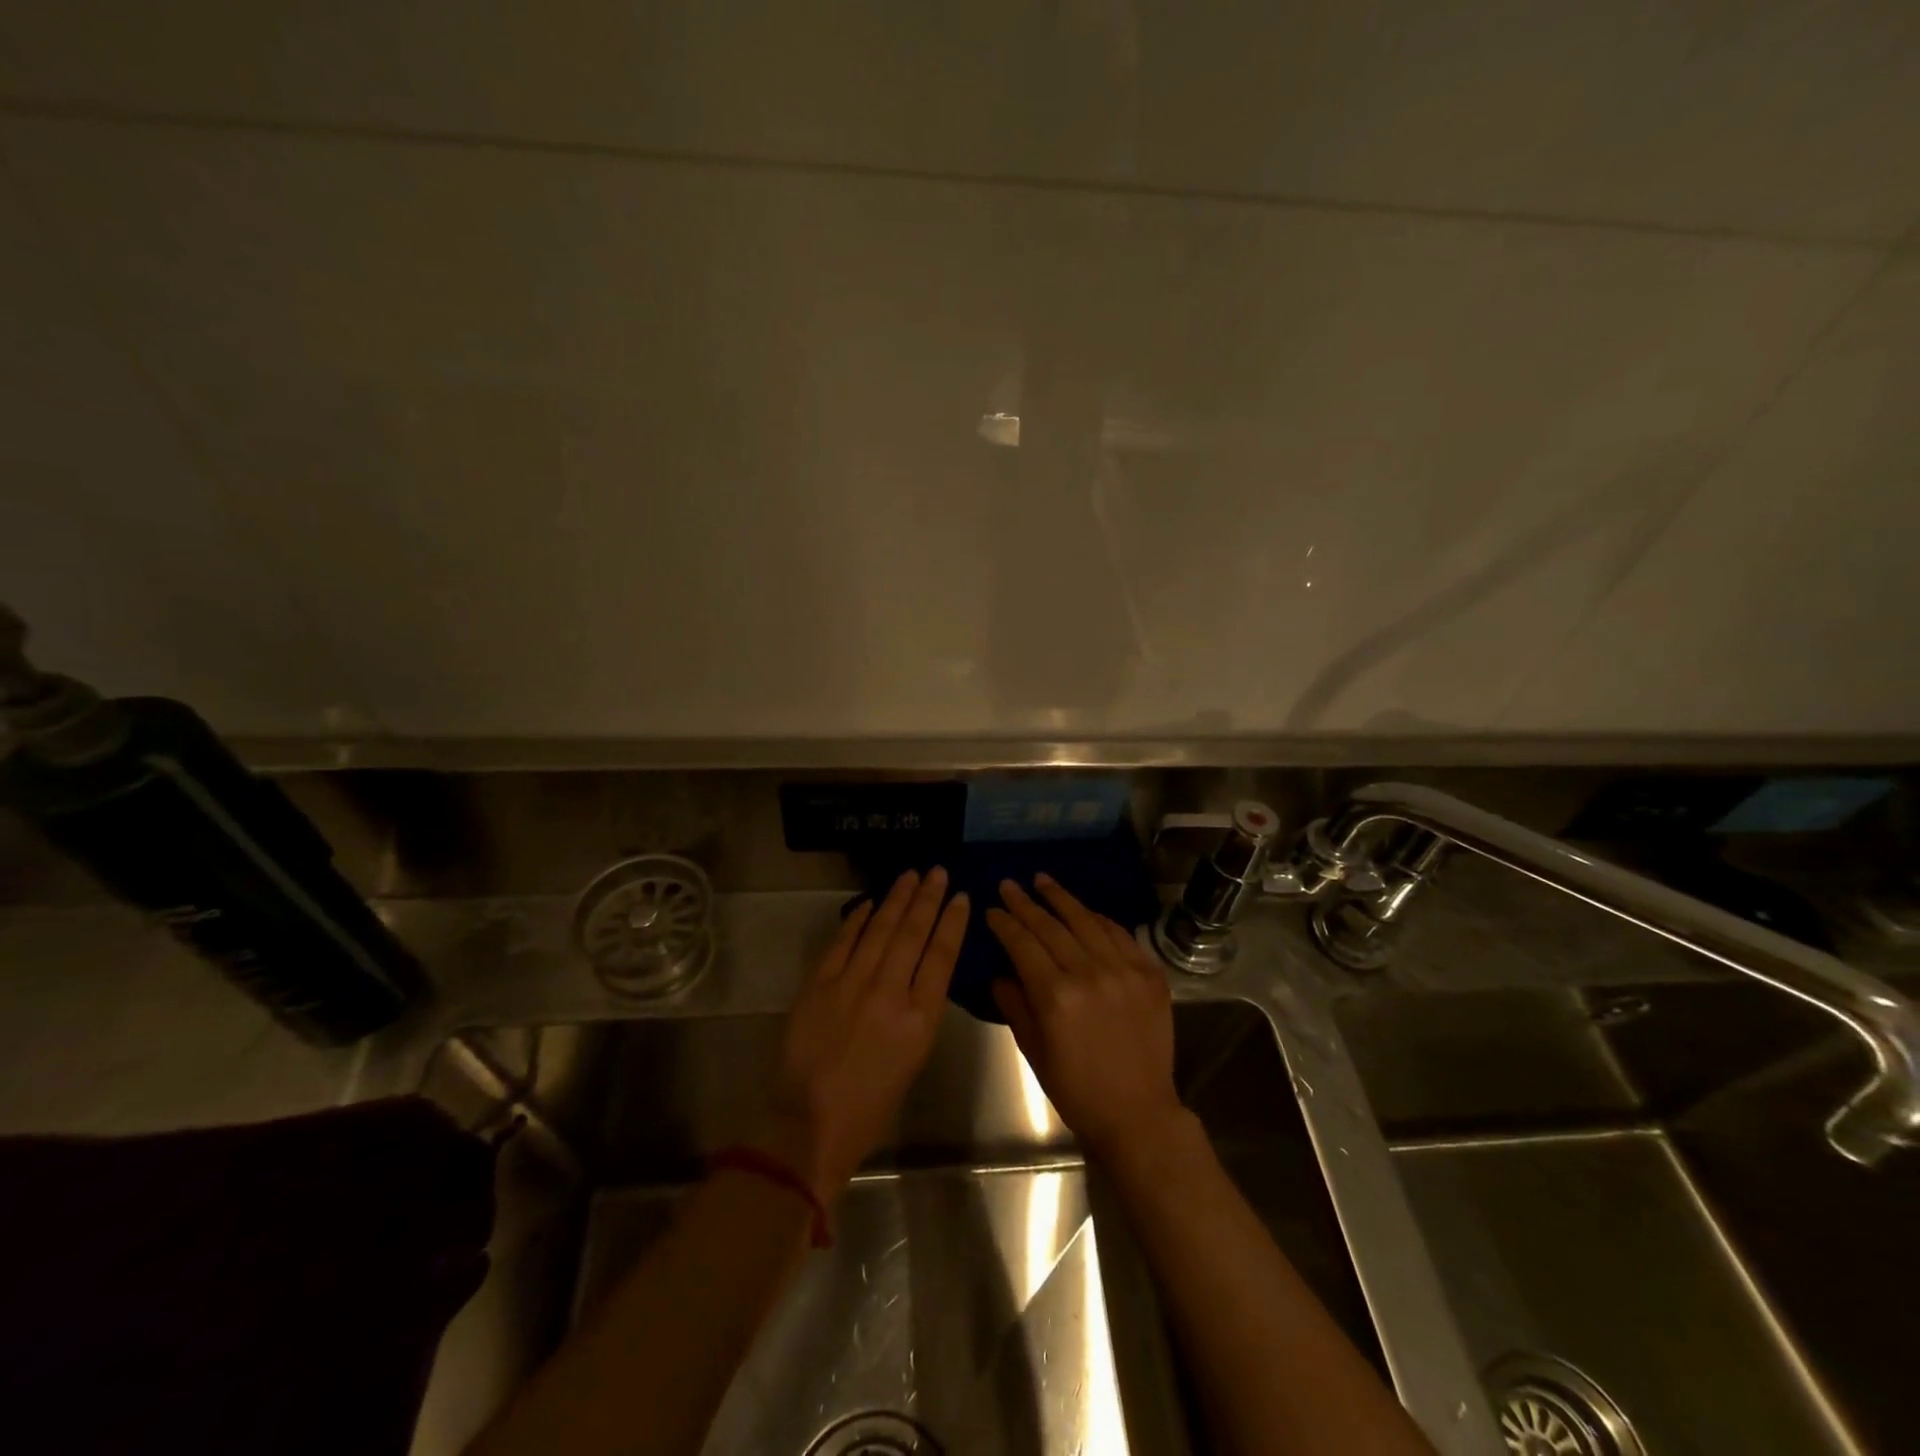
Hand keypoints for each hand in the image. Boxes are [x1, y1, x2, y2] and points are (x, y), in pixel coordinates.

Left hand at [758, 868, 968, 1200]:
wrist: (808, 1123)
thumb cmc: (871, 1105)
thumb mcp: (913, 1060)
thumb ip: (919, 1012)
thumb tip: (918, 974)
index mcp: (920, 1019)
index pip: (942, 956)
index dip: (952, 922)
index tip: (960, 896)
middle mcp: (889, 993)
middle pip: (913, 933)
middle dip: (927, 898)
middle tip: (937, 871)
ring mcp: (851, 984)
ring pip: (880, 929)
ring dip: (897, 899)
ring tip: (911, 875)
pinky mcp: (819, 984)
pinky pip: (843, 941)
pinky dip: (858, 919)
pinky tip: (871, 902)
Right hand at [986, 875, 1187, 1159]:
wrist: (1139, 1113)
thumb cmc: (1077, 1090)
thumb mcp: (1034, 1051)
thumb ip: (1015, 1005)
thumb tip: (1000, 973)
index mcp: (1056, 996)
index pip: (1023, 944)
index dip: (1005, 923)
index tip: (992, 908)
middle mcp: (1090, 974)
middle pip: (1051, 927)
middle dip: (1026, 903)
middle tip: (1009, 884)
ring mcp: (1124, 970)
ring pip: (1086, 921)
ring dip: (1061, 898)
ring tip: (1042, 880)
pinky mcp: (1149, 973)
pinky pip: (1120, 934)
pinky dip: (1098, 918)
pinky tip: (1084, 910)